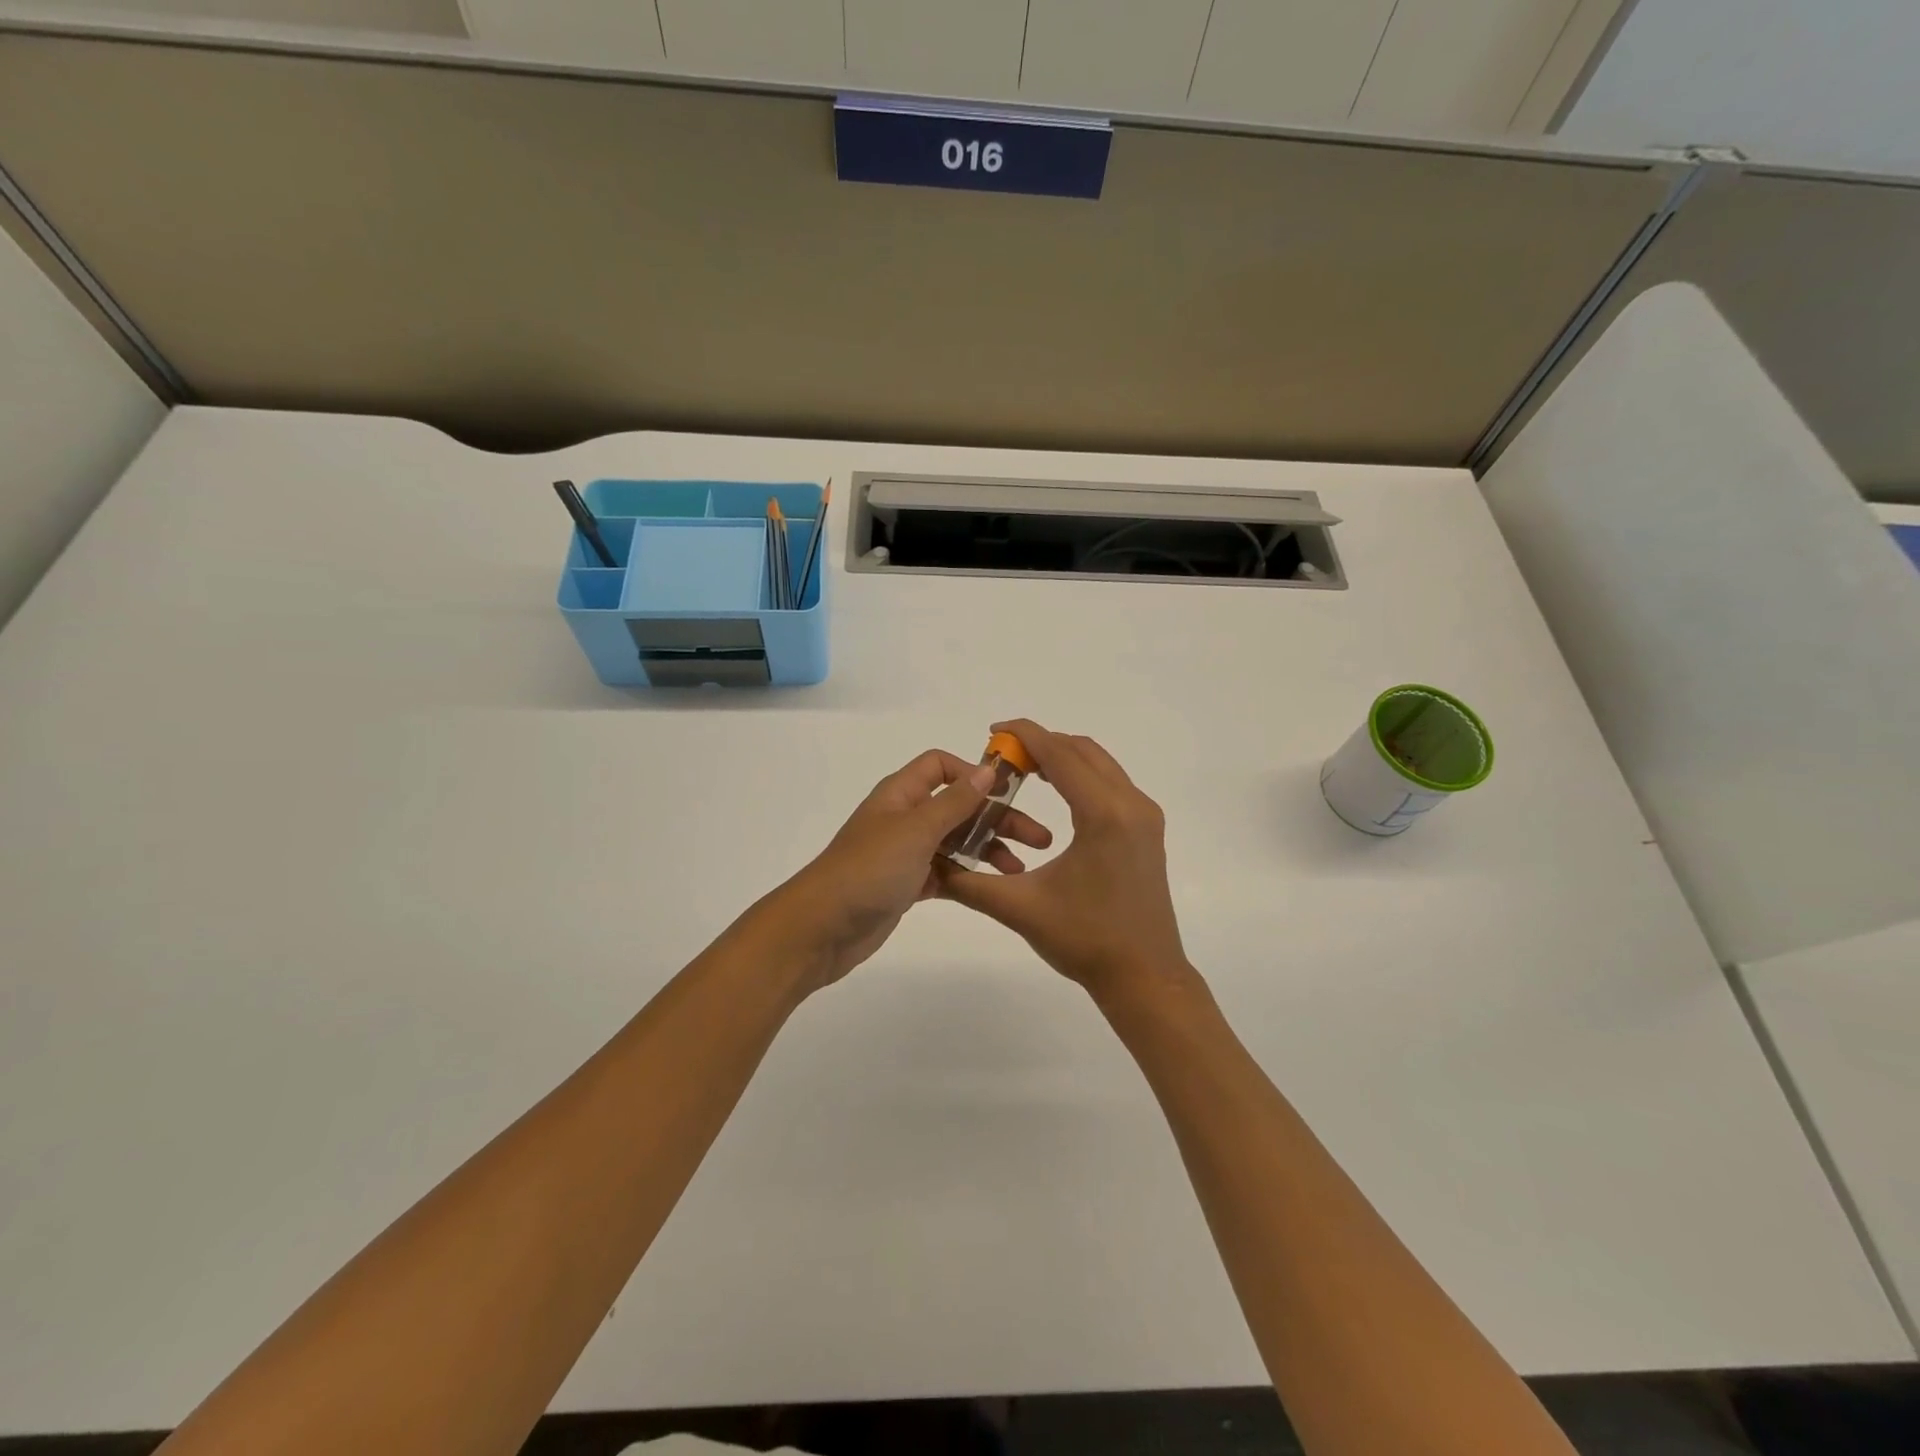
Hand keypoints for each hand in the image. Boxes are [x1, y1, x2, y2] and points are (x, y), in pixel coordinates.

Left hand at [757, 748, 1053, 994]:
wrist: (821, 929)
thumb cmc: (868, 870)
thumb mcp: (916, 829)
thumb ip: (954, 801)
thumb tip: (987, 769)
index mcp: (901, 794)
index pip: (940, 765)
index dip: (973, 773)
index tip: (1008, 794)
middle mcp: (904, 817)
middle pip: (957, 806)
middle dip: (997, 818)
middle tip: (1039, 839)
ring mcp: (905, 853)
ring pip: (955, 841)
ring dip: (988, 850)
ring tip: (1020, 870)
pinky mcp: (906, 885)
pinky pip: (946, 873)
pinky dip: (969, 876)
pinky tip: (995, 888)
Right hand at [936, 720, 1192, 998]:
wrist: (1145, 976)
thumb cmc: (1084, 941)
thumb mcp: (1020, 908)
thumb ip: (969, 883)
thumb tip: (930, 866)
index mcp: (1103, 814)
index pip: (1059, 753)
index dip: (1024, 734)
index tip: (992, 730)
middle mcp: (1131, 804)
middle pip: (1082, 750)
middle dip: (1042, 743)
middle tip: (1003, 755)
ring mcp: (1145, 816)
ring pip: (1101, 764)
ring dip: (1063, 757)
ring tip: (1024, 770)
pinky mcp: (1148, 830)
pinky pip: (1112, 783)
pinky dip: (1082, 775)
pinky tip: (1057, 793)